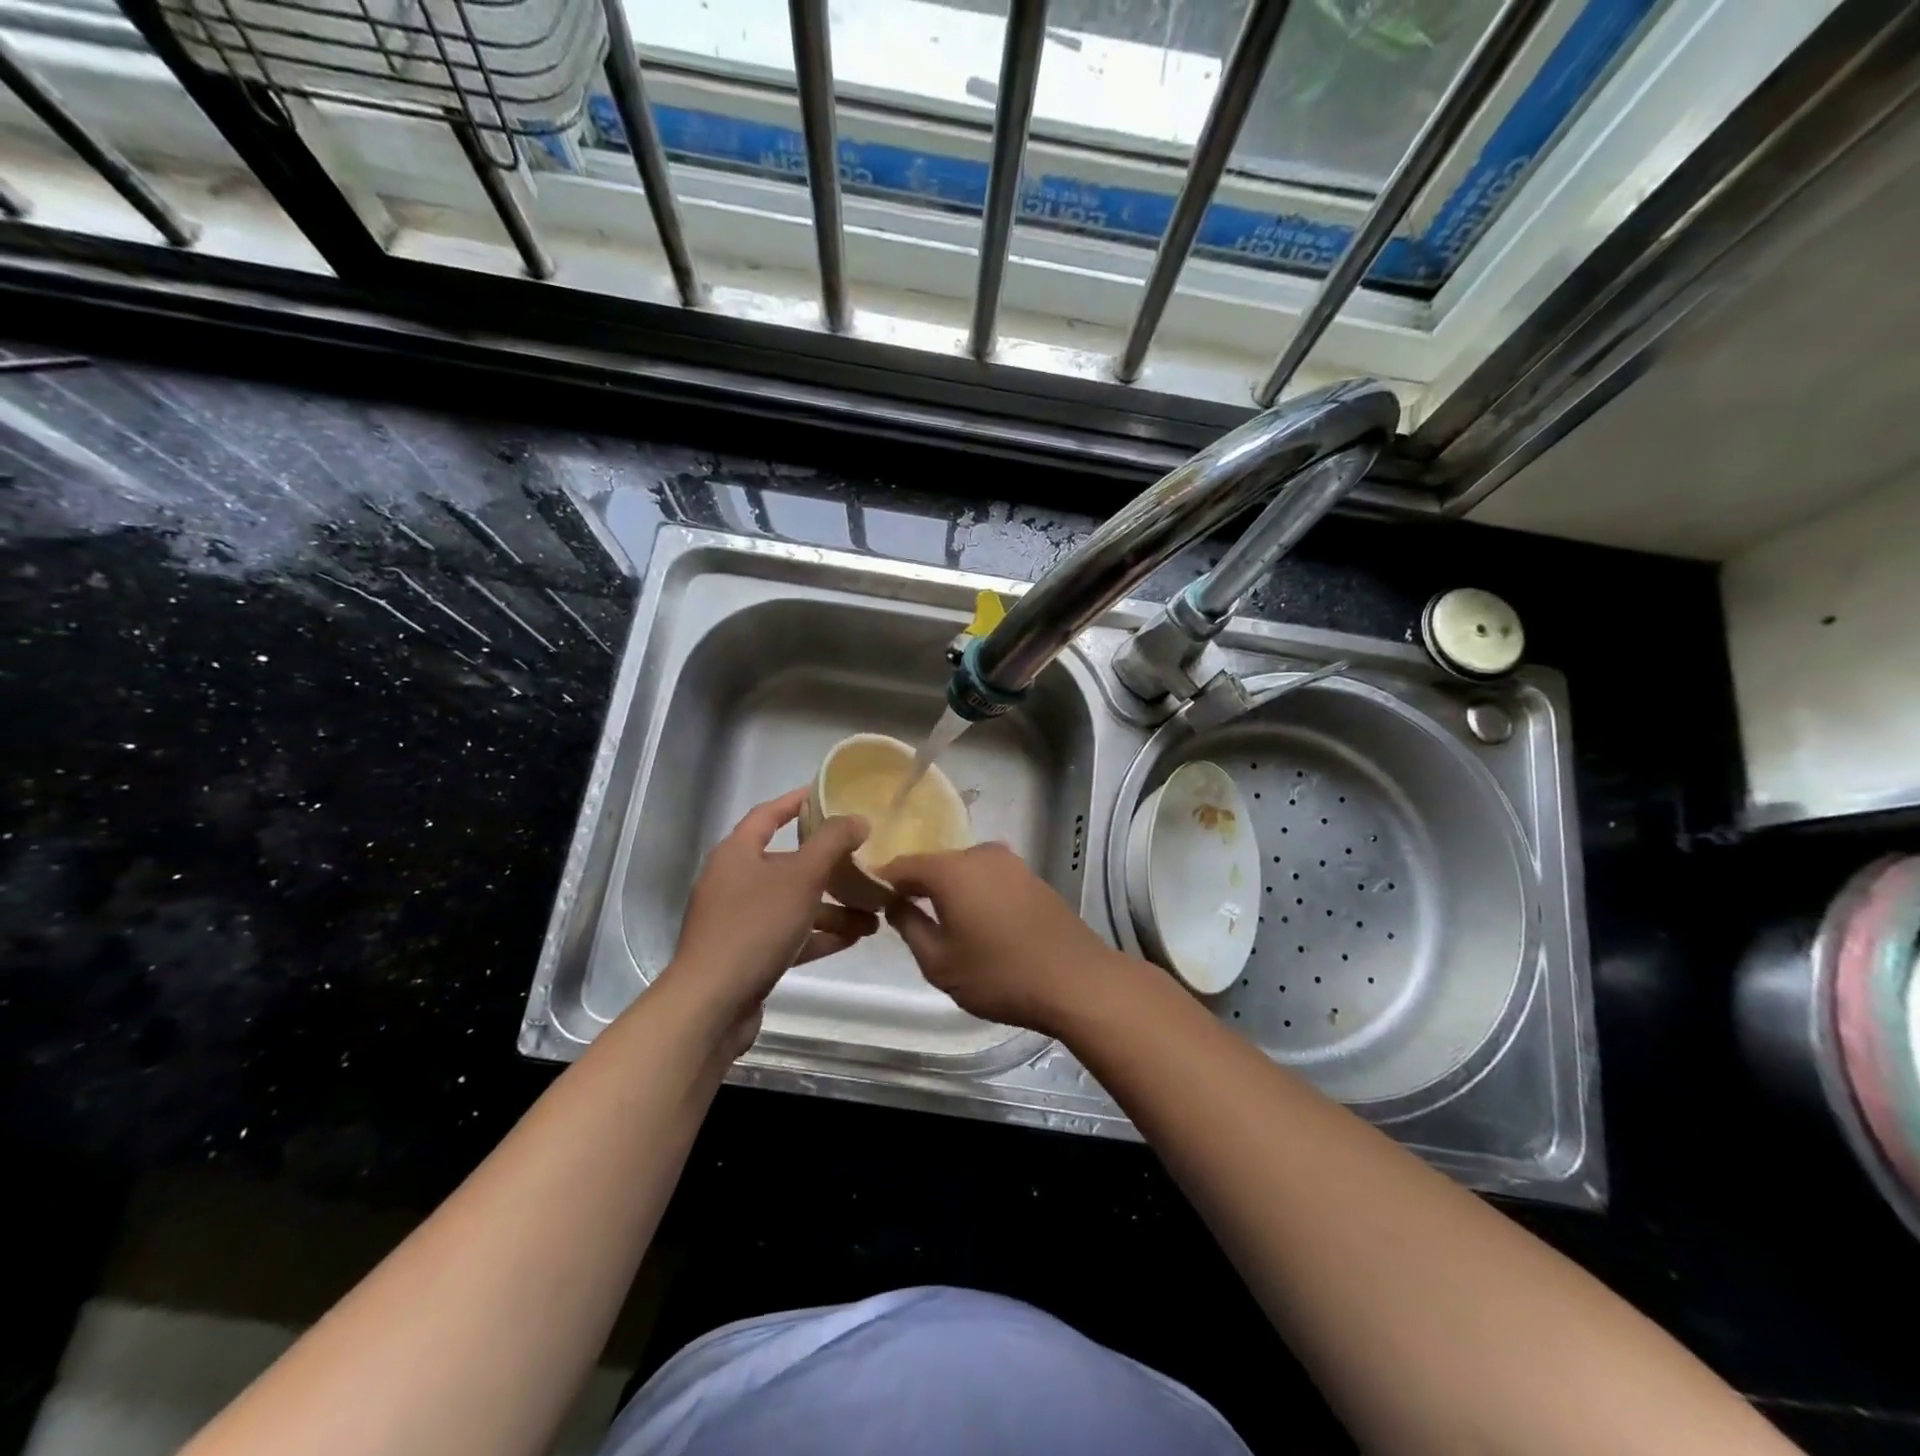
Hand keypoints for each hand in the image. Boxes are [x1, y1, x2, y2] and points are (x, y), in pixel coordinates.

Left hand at [662, 788, 876, 1054]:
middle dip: (830, 867)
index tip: (828, 794)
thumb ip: (832, 843)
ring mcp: (739, 920)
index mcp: (737, 853)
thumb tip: (857, 819)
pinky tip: (854, 938)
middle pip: (788, 862)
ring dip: (832, 906)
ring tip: (874, 913)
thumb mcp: (801, 877)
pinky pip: (790, 934)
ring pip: (793, 902)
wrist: (711, 1005)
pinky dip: (819, 934)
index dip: (797, 801)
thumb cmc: (755, 927)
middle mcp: (734, 881)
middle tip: (866, 863)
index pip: (768, 814)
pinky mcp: (747, 954)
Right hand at [883, 842, 1122, 1034]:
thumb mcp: (939, 962)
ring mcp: (1011, 863)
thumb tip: (894, 903)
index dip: (882, 881)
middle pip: (935, 864)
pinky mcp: (1032, 877)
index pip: (902, 865)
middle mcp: (981, 854)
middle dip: (917, 886)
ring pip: (964, 871)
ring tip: (942, 924)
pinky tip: (978, 922)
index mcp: (951, 869)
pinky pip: (989, 878)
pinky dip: (975, 893)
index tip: (868, 901)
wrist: (1077, 980)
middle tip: (903, 917)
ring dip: (949, 890)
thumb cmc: (999, 974)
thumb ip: (908, 926)